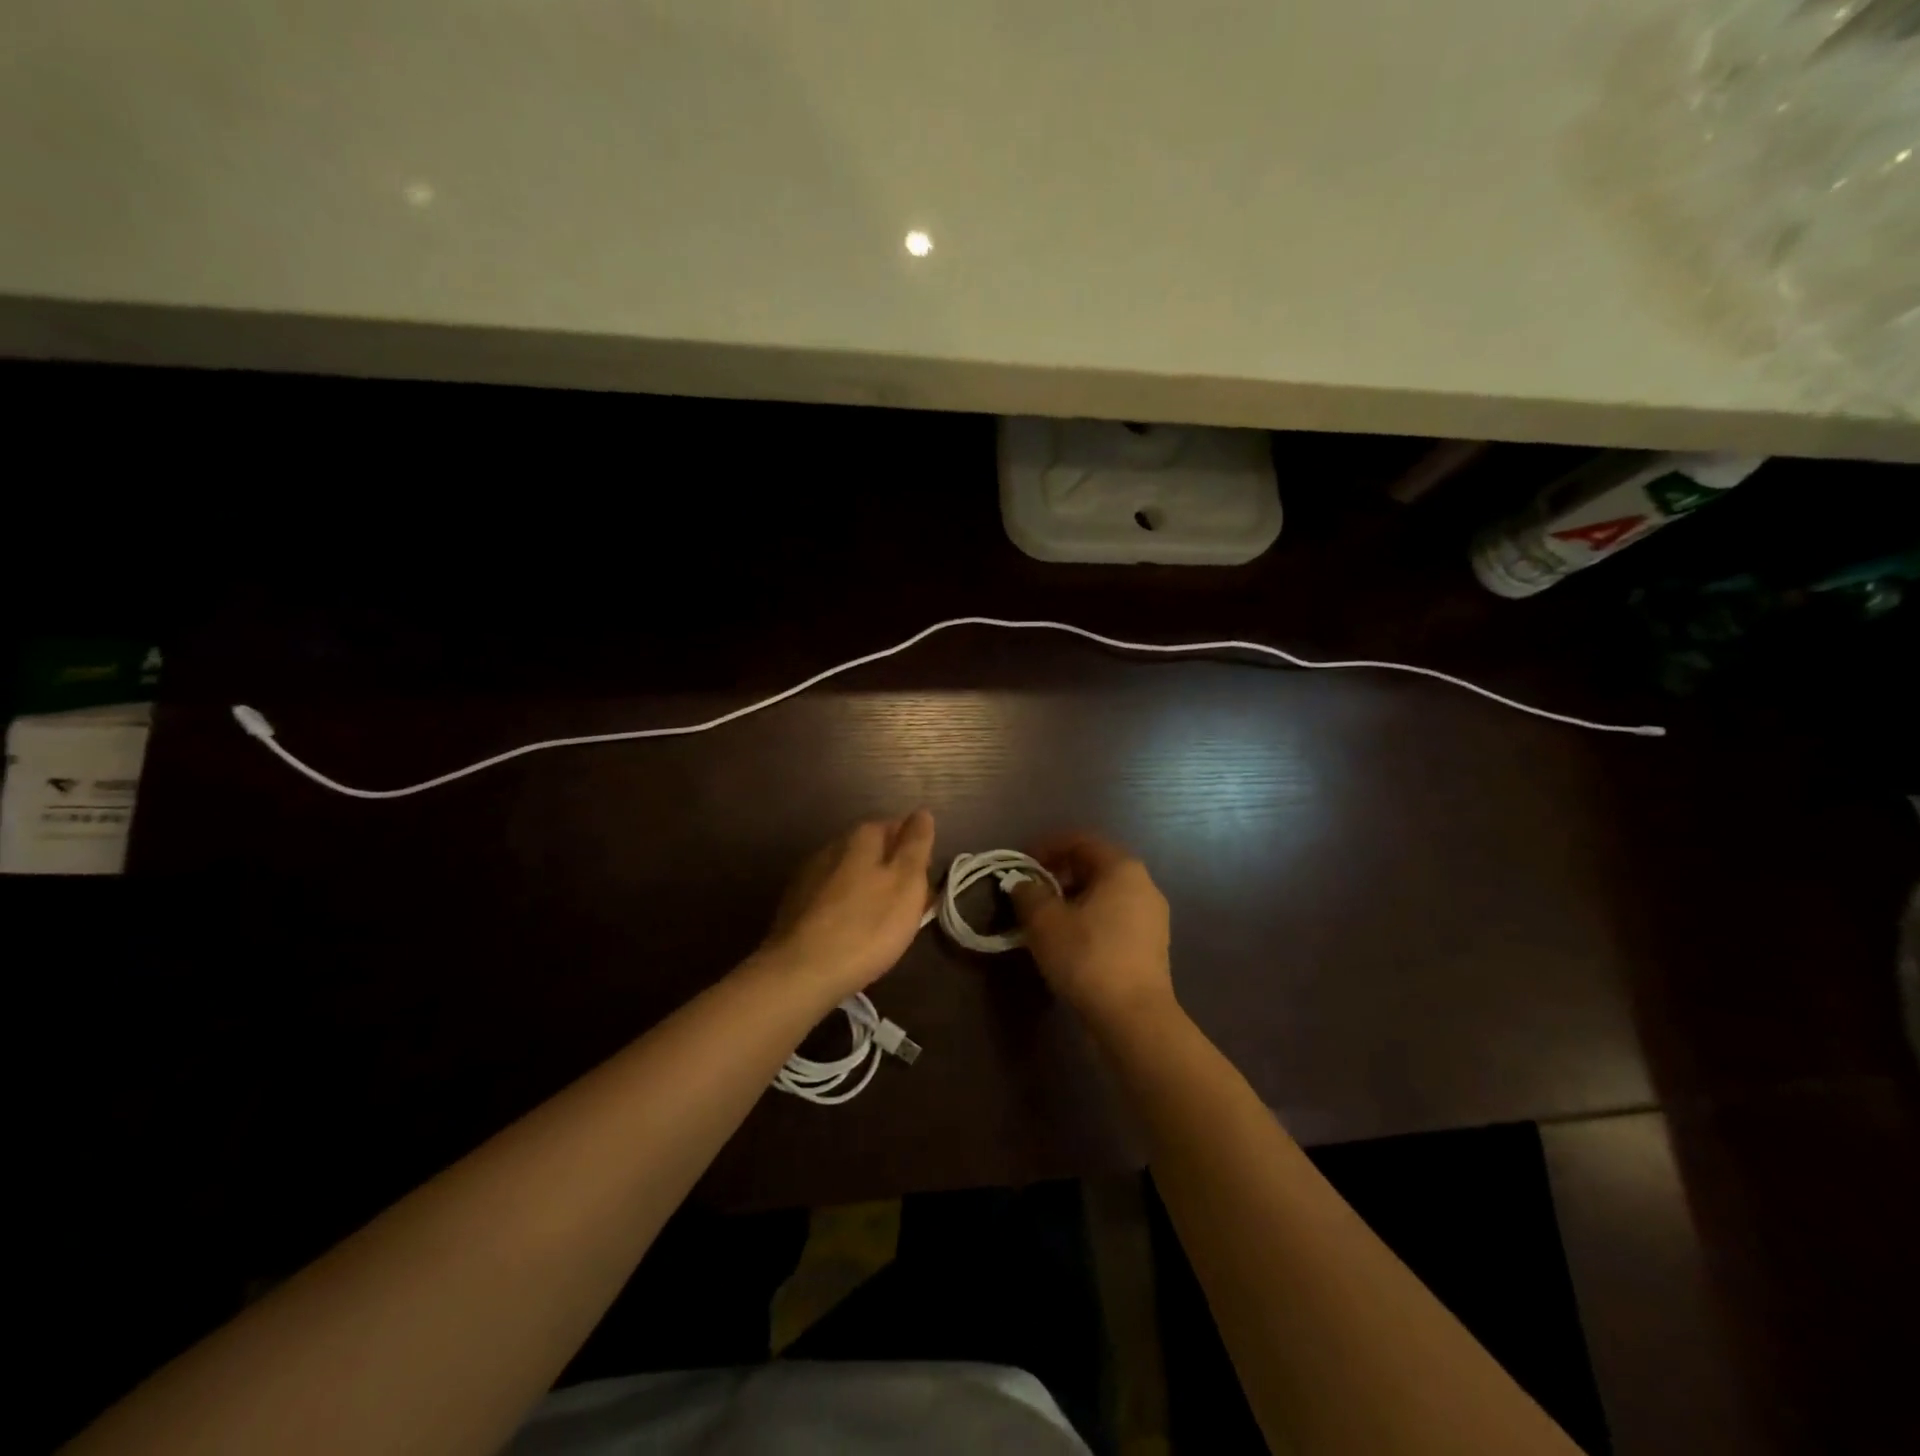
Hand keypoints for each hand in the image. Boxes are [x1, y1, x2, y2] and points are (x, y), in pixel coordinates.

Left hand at [759, 810, 935, 998]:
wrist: (801, 971)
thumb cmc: (867, 926)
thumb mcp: (907, 883)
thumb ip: (916, 845)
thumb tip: (922, 813)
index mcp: (862, 836)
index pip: (898, 827)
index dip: (916, 852)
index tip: (925, 882)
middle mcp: (832, 846)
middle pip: (873, 851)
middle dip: (892, 871)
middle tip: (909, 906)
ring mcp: (809, 874)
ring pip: (851, 874)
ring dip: (869, 890)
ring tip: (882, 924)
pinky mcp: (794, 904)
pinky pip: (832, 897)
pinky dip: (846, 908)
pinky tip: (851, 933)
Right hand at [1010, 832, 1174, 1030]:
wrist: (1134, 1018)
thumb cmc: (1087, 957)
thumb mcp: (1044, 922)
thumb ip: (1028, 893)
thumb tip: (1021, 882)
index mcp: (1121, 868)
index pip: (1080, 841)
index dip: (1046, 847)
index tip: (1021, 864)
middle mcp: (1143, 884)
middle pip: (1094, 866)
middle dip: (1059, 874)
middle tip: (1030, 891)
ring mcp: (1152, 916)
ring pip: (1104, 894)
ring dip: (1073, 899)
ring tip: (1045, 918)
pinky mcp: (1152, 945)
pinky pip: (1115, 917)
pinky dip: (1089, 919)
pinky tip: (1069, 941)